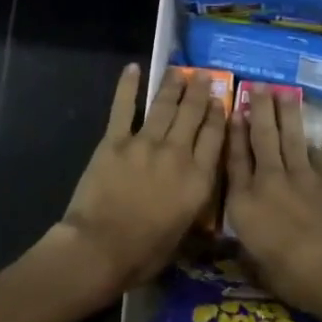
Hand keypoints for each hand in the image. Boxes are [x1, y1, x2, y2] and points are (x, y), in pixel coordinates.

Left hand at [56, 63, 225, 298]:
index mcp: (199, 179)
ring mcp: (145, 143)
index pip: (215, 137)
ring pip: (164, 106)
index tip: (221, 99)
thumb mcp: (184, 233)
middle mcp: (177, 153)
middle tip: (203, 75)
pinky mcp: (114, 141)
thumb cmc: (145, 252)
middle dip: (200, 92)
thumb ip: (194, 205)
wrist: (101, 248)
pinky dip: (127, 86)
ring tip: (179, 70)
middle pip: (193, 114)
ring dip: (173, 85)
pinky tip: (132, 69)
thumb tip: (198, 191)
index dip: (219, 115)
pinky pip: (123, 108)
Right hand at [225, 90, 321, 321]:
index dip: (233, 134)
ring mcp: (301, 177)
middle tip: (258, 86)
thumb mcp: (257, 268)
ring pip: (290, 137)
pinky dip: (309, 143)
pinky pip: (315, 155)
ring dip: (286, 113)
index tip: (233, 112)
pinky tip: (308, 136)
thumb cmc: (293, 277)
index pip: (234, 160)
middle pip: (261, 138)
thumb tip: (245, 242)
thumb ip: (248, 247)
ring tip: (283, 92)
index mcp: (244, 204)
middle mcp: (268, 181)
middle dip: (259, 110)